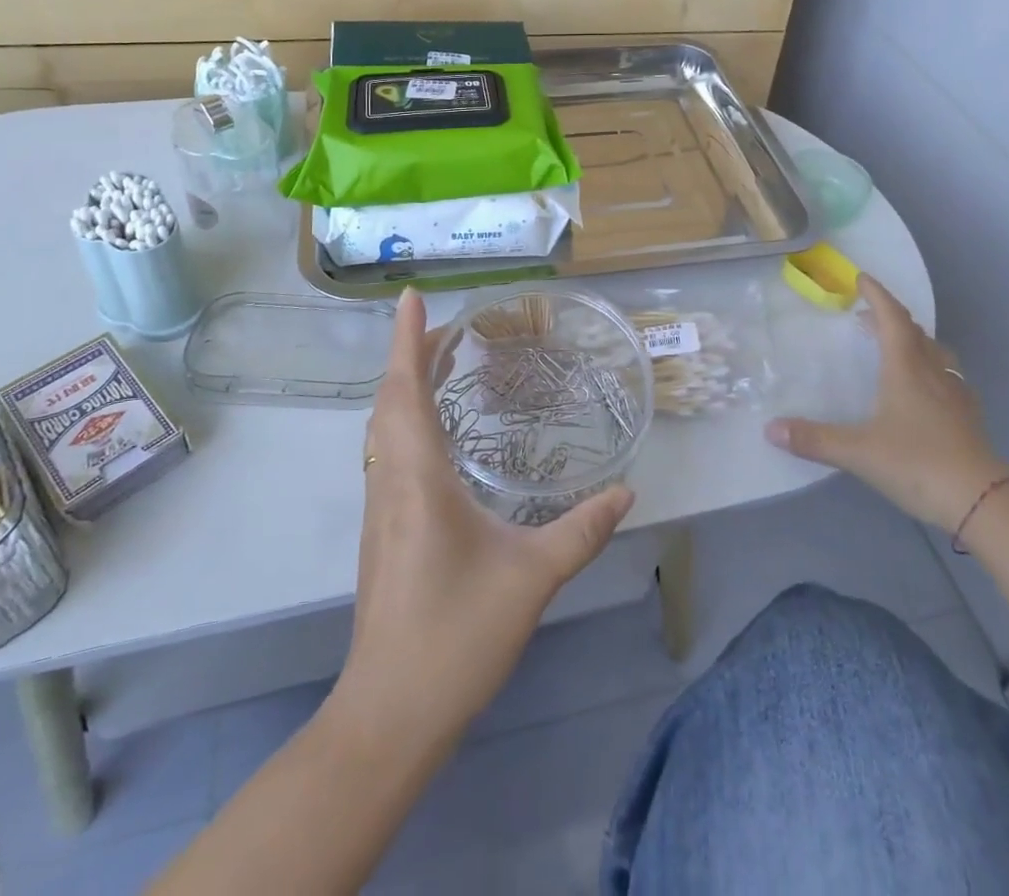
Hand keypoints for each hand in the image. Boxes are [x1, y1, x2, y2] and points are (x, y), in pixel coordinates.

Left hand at [333, 288, 634, 749]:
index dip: (407, 338)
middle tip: (452, 328)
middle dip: (411, 354)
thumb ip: (581, 530)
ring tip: (443, 365)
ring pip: (383, 427)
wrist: (391, 712)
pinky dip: (405, 420)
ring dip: (405, 386)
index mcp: (417, 476)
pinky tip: (437, 434)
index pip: (404, 388)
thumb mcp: (532, 577)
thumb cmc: (456, 635)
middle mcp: (390, 480)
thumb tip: (627, 491)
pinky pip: (388, 453)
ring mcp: (381, 506)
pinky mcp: (383, 530)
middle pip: (389, 400)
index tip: (411, 296)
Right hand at [764, 274, 1008, 529]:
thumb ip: (814, 439)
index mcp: (907, 369)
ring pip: (935, 353)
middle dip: (890, 317)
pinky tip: (924, 389)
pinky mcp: (968, 417)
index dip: (877, 295)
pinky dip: (930, 368)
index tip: (862, 278)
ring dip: (913, 340)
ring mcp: (956, 395)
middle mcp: (933, 373)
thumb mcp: (858, 452)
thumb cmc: (918, 463)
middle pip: (914, 332)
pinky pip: (947, 377)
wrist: (984, 502)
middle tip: (867, 314)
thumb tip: (770, 429)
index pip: (892, 319)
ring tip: (895, 345)